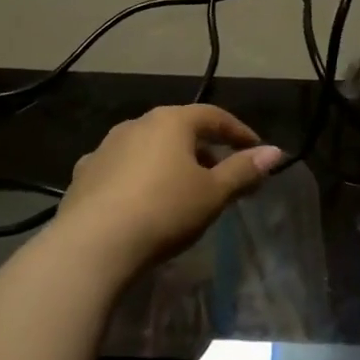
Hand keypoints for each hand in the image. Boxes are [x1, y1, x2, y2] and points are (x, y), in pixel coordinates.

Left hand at [53, 104, 283, 280]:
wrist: (93, 243)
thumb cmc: (164, 211)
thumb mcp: (212, 194)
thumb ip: (243, 171)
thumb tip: (274, 152)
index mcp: (171, 121)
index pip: (213, 116)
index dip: (238, 132)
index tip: (256, 150)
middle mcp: (137, 123)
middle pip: (179, 129)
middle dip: (204, 149)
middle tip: (222, 174)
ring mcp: (106, 146)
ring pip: (148, 146)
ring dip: (170, 161)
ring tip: (183, 188)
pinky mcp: (85, 172)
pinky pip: (122, 167)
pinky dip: (139, 177)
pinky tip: (141, 199)